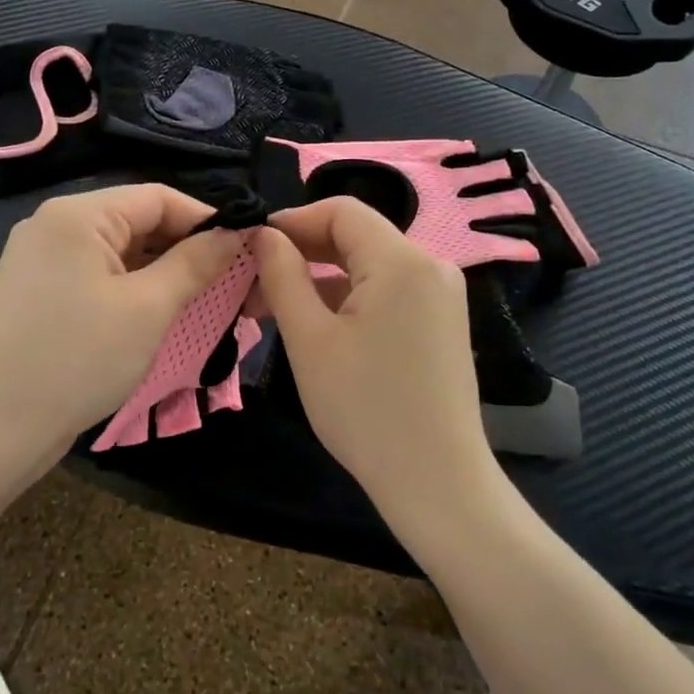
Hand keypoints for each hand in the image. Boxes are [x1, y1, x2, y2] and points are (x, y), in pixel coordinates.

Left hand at [0, 184, 241, 474]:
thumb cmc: (78, 360)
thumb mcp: (148, 309)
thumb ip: (196, 263)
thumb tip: (237, 233)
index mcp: (78, 214)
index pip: (158, 197)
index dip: (206, 219)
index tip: (247, 249)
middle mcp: (54, 224)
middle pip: (136, 220)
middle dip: (185, 247)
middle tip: (230, 281)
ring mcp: (39, 257)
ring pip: (117, 249)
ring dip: (160, 270)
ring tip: (201, 298)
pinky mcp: (35, 289)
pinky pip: (96, 273)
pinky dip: (130, 286)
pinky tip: (156, 311)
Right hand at [254, 198, 501, 532]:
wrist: (436, 482)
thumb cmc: (365, 409)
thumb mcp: (309, 340)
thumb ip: (283, 276)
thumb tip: (264, 235)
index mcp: (402, 261)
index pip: (342, 210)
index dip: (293, 220)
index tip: (253, 246)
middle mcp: (430, 266)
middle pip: (358, 236)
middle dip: (303, 251)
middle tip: (254, 280)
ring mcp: (441, 296)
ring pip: (370, 266)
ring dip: (322, 277)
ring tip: (274, 307)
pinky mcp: (440, 323)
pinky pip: (388, 291)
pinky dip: (350, 298)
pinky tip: (317, 324)